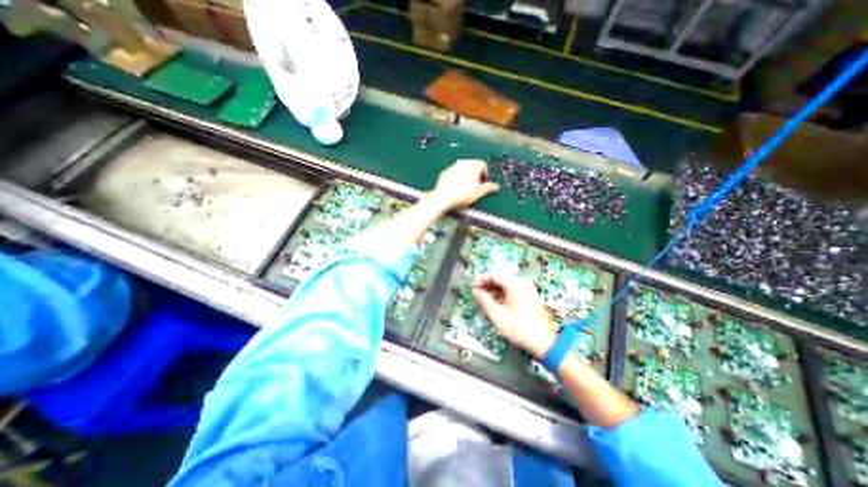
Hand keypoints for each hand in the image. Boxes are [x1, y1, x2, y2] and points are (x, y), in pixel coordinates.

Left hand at [428, 160, 498, 211]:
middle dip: (475, 175)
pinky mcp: (445, 173)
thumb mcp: (479, 193)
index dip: (485, 174)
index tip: (483, 182)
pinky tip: (456, 188)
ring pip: (462, 169)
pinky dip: (456, 179)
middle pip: (472, 166)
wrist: (443, 198)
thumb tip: (495, 186)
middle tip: (475, 186)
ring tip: (465, 188)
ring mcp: (452, 167)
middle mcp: (463, 163)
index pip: (483, 165)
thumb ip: (488, 187)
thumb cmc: (462, 195)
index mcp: (473, 165)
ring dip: (466, 176)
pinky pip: (453, 174)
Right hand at [475, 274, 555, 356]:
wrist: (544, 342)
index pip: (495, 276)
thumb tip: (476, 292)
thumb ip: (484, 301)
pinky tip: (496, 306)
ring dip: (494, 293)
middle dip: (487, 287)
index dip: (482, 280)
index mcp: (515, 285)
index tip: (473, 285)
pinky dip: (502, 297)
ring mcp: (528, 291)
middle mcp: (522, 284)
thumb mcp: (497, 315)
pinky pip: (513, 293)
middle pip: (501, 281)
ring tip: (484, 301)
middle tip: (477, 293)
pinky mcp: (530, 299)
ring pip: (506, 288)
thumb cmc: (519, 328)